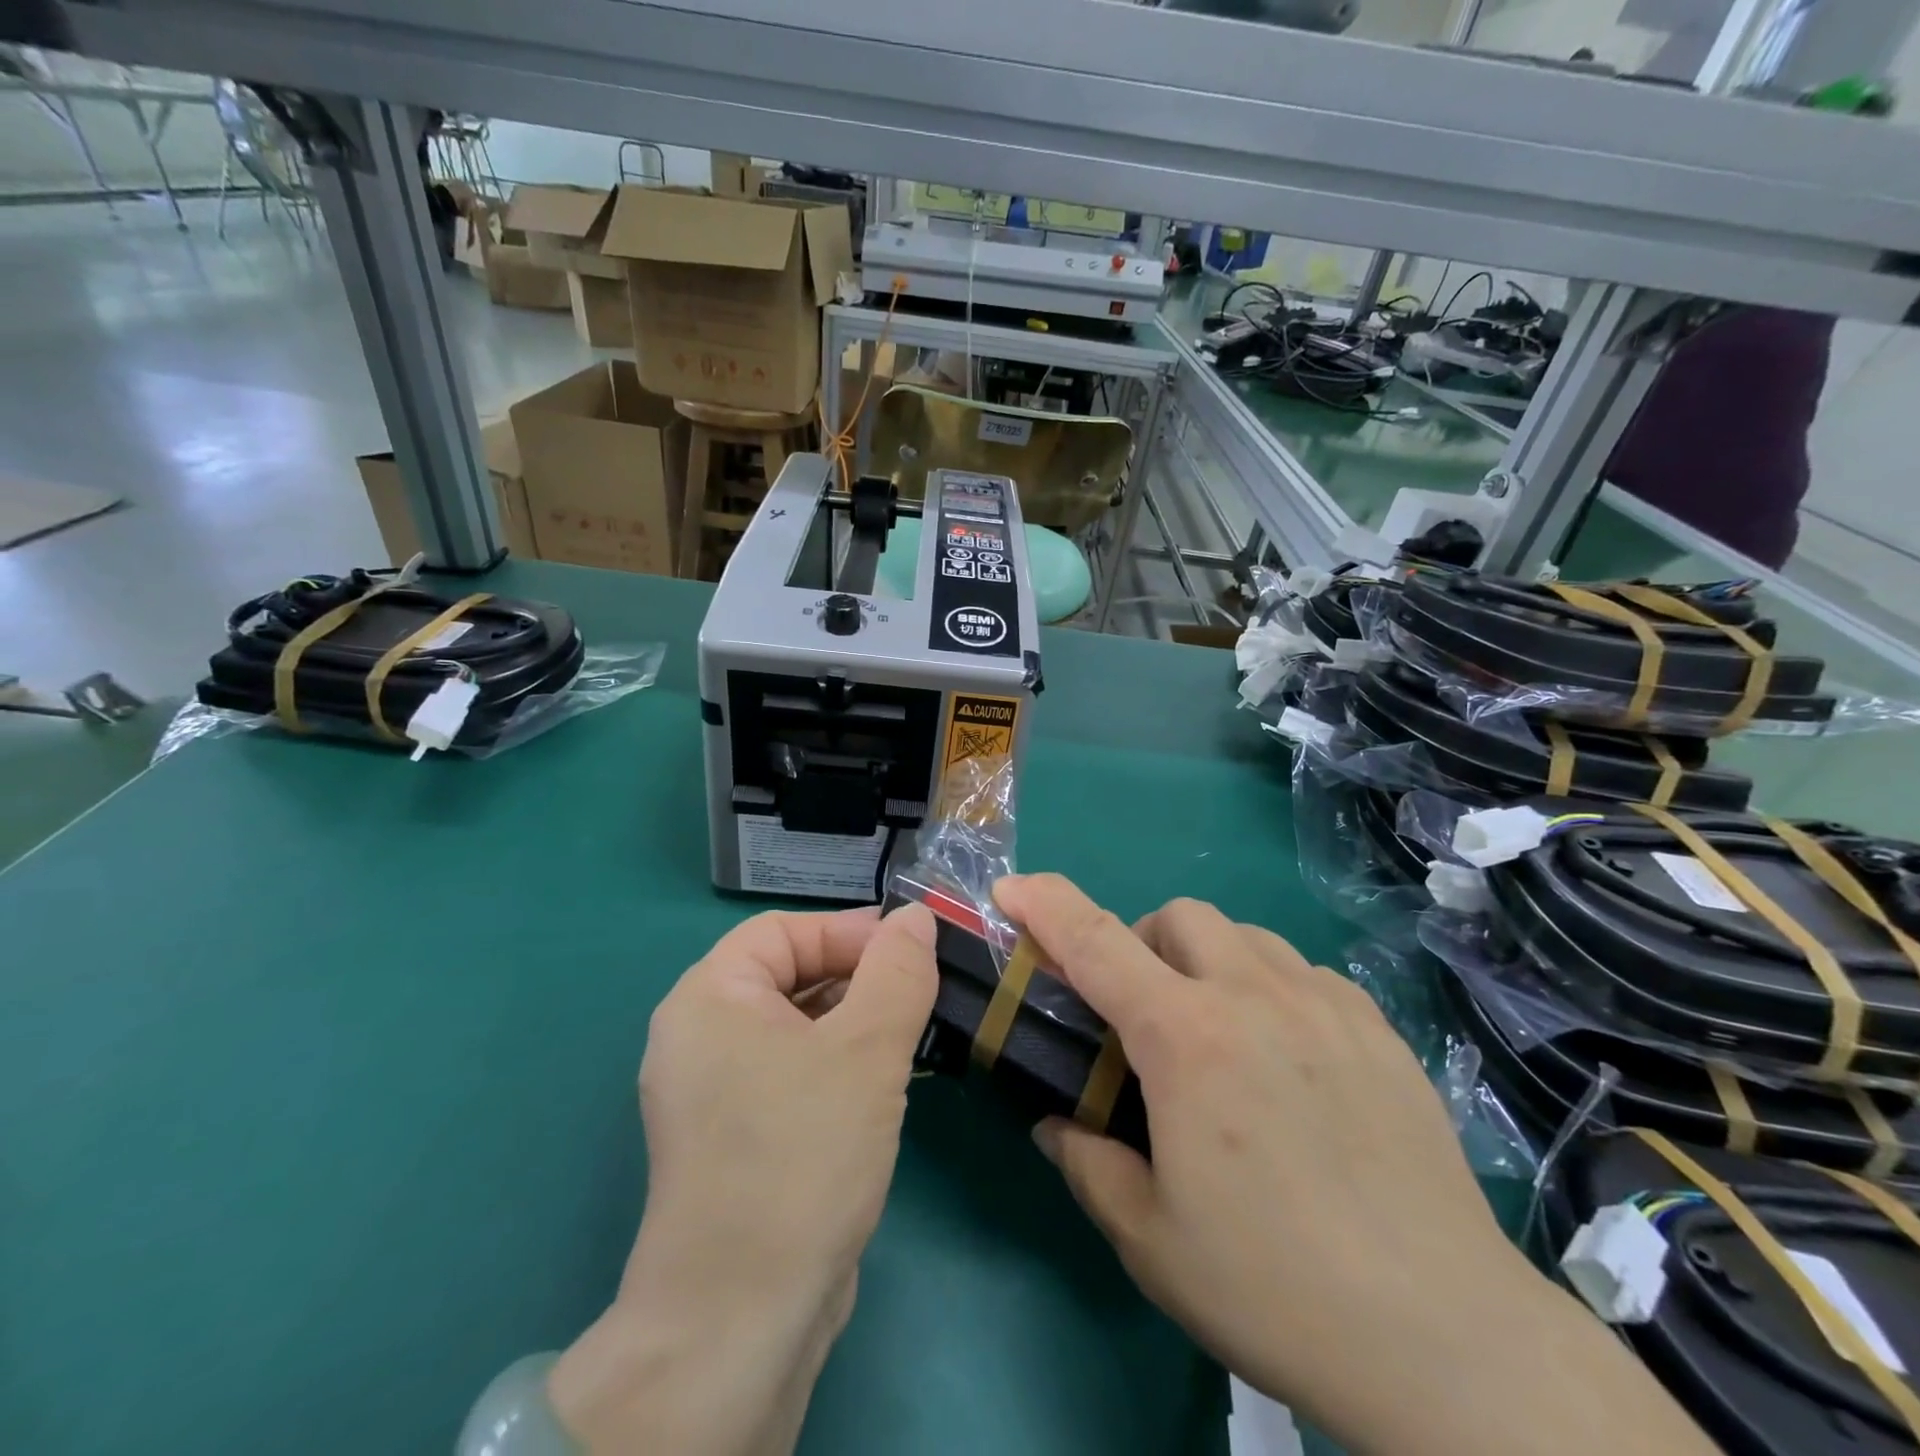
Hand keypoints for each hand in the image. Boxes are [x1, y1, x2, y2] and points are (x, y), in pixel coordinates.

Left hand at [549, 904, 938, 1455]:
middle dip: (859, 977)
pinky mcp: (736, 1137)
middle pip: (790, 975)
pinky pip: (793, 1071)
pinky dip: (838, 1064)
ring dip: (856, 1022)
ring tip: (915, 1033)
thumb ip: (897, 971)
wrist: (744, 1319)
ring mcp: (714, 1092)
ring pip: (797, 1026)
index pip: (785, 931)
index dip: (849, 932)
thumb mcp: (866, 1049)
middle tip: (923, 992)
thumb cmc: (802, 1154)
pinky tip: (886, 1084)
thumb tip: (915, 917)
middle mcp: (701, 1036)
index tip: (913, 950)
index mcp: (710, 998)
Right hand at [994, 875, 1714, 1455]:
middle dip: (1141, 945)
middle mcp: (1253, 995)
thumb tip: (1059, 1124)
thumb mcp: (1149, 1238)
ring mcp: (1324, 1004)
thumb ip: (1087, 1163)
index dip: (1044, 904)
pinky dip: (1269, 986)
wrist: (1445, 1340)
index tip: (1011, 888)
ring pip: (1242, 934)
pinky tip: (1285, 1054)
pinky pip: (1303, 971)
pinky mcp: (1377, 1027)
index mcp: (1186, 1038)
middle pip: (1177, 916)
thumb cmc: (1275, 1286)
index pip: (1095, 941)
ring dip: (1205, 960)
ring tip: (1214, 1031)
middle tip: (1139, 1013)